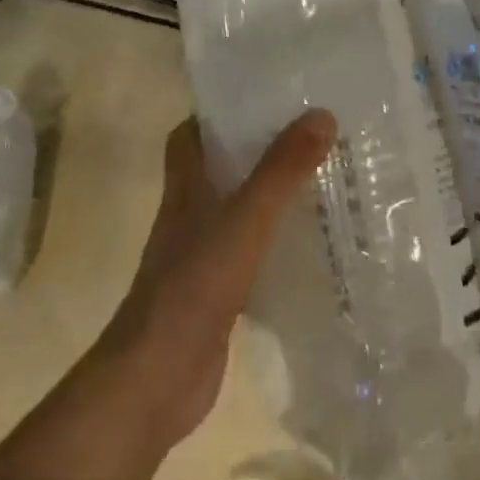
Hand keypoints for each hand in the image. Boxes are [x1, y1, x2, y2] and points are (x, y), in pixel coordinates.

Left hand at [99, 110, 336, 450]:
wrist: (157, 380)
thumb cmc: (194, 287)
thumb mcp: (244, 220)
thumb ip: (281, 170)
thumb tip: (321, 114)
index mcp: (186, 190)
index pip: (190, 136)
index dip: (217, 114)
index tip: (261, 99)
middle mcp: (189, 217)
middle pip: (219, 170)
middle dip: (257, 151)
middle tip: (309, 136)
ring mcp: (201, 258)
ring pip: (238, 212)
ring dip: (270, 197)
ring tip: (322, 181)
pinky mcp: (218, 295)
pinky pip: (251, 255)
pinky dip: (275, 245)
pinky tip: (311, 247)